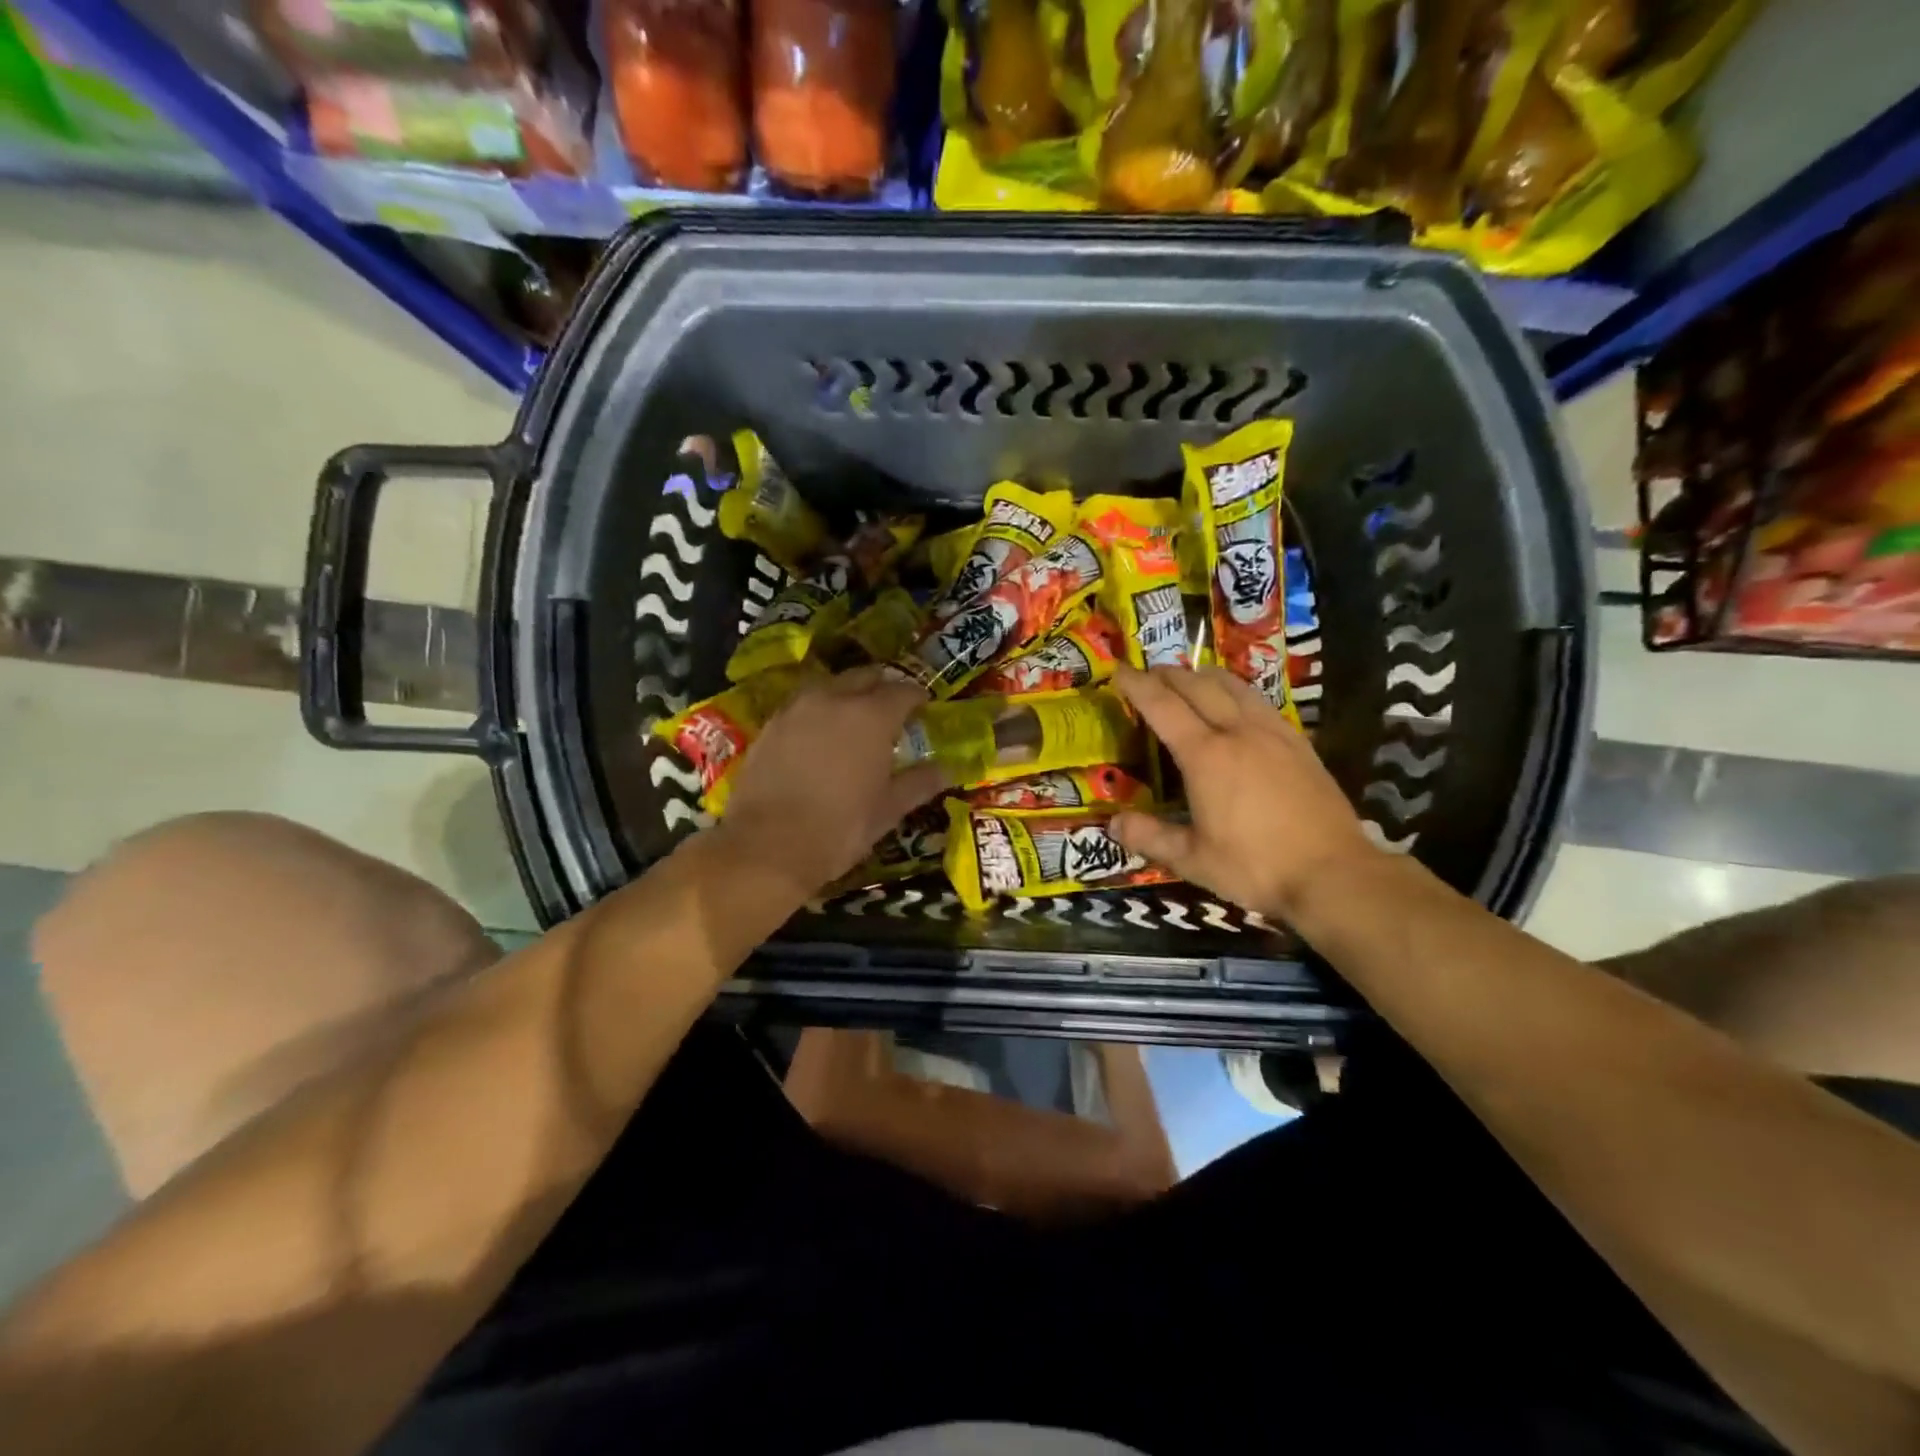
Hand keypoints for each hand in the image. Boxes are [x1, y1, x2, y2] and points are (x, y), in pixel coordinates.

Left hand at [713, 667, 947, 900]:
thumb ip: (919, 783)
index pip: (903, 691)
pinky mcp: (770, 725)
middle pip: (864, 677)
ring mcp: (796, 709)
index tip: (923, 707)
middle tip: (891, 707)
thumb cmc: (839, 828)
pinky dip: (817, 712)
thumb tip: (947, 770)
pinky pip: (802, 705)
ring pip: (829, 686)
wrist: (767, 846)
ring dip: (847, 694)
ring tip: (854, 718)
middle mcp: (834, 699)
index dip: (917, 697)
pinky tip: (819, 735)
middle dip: (881, 686)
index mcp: (872, 716)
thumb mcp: (888, 809)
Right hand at [1109, 664, 1376, 922]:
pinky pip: (1259, 701)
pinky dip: (1236, 691)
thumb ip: (1150, 837)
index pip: (1162, 706)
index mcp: (1206, 756)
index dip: (1137, 685)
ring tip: (1189, 679)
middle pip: (1197, 686)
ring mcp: (1273, 733)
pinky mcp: (1298, 742)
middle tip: (1147, 674)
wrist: (1335, 873)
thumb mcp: (1193, 860)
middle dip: (1168, 674)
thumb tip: (1113, 824)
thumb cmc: (1256, 867)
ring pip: (1233, 686)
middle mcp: (1238, 732)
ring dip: (1204, 676)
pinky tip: (1236, 705)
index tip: (1118, 670)